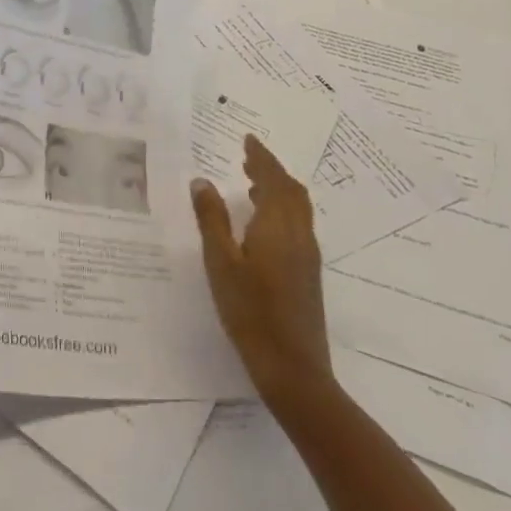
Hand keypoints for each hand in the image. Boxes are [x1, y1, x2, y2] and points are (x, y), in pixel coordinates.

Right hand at [191, 134, 330, 402]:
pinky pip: (298, 224)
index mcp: (277, 226)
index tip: (248, 139)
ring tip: (253, 184)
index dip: (261, 157)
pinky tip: (263, 224)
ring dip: (278, 189)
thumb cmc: (251, 312)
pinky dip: (283, 209)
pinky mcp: (308, 274)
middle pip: (291, 190)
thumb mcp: (220, 263)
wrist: (294, 370)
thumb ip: (211, 219)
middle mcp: (298, 234)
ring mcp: (307, 256)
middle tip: (248, 157)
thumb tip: (202, 181)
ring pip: (298, 208)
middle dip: (271, 170)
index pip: (273, 179)